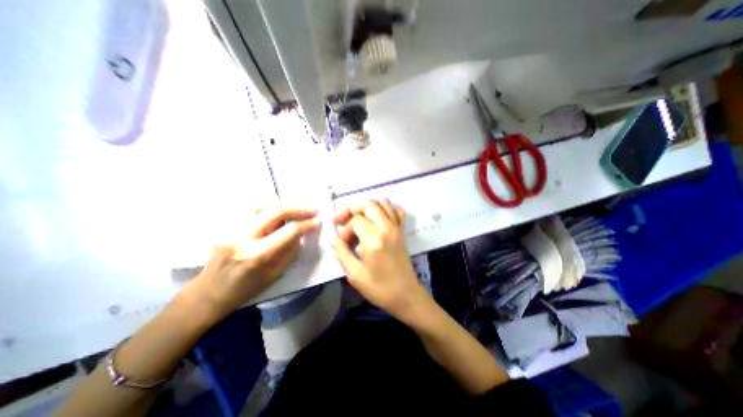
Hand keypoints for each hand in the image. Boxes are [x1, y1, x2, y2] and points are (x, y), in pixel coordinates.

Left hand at [190, 204, 318, 318]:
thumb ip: (291, 250)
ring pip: (263, 203)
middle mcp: (243, 236)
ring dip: (284, 205)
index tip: (318, 221)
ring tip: (295, 212)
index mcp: (258, 255)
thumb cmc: (247, 289)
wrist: (209, 292)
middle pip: (276, 209)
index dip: (307, 224)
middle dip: (299, 208)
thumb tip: (302, 232)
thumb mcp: (276, 274)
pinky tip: (277, 214)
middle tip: (313, 209)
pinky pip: (254, 208)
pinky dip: (270, 207)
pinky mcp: (227, 224)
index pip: (290, 230)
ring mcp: (232, 228)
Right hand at [330, 199, 429, 321]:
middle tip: (343, 220)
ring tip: (358, 218)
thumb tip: (333, 239)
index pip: (356, 220)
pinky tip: (377, 219)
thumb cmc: (379, 288)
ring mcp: (397, 227)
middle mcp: (387, 228)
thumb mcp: (355, 275)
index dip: (345, 230)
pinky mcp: (402, 230)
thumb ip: (342, 253)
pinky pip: (396, 210)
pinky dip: (386, 209)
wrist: (406, 295)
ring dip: (367, 207)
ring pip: (383, 203)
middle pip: (369, 204)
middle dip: (353, 209)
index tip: (343, 243)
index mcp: (374, 239)